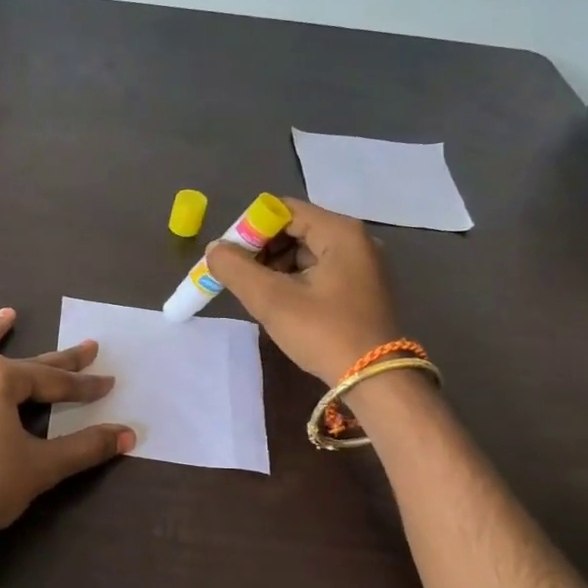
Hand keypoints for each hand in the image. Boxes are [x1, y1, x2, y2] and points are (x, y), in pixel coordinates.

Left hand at [0, 308, 134, 552]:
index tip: (108, 383)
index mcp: (0, 379)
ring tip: (7, 315)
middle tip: (85, 349)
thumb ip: (85, 448)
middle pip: (20, 365)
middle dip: (56, 361)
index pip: (53, 382)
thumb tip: (129, 434)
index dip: (83, 385)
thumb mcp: (41, 467)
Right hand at [206, 200, 400, 385]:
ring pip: (304, 251)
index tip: (229, 256)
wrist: (373, 378)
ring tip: (255, 293)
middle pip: (294, 228)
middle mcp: (354, 239)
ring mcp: (360, 264)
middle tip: (237, 276)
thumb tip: (214, 249)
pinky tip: (278, 302)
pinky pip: (317, 269)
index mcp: (339, 232)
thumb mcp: (272, 300)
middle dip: (260, 249)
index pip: (283, 210)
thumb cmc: (323, 332)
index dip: (250, 228)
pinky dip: (292, 279)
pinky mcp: (358, 287)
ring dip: (274, 267)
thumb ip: (236, 269)